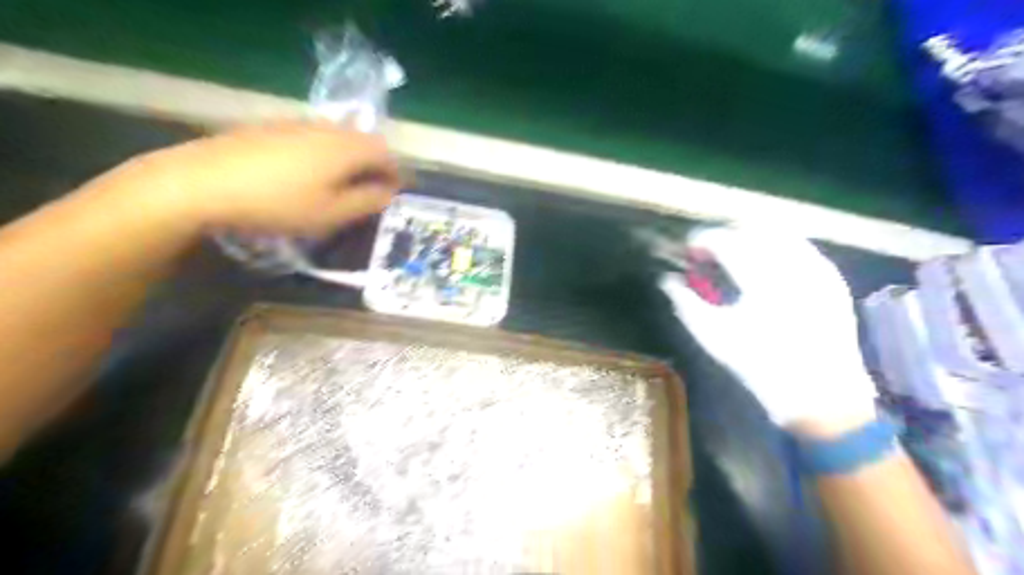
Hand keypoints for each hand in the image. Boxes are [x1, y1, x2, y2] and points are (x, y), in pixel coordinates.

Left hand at [110, 118, 400, 235]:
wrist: (201, 183)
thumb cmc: (278, 204)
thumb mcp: (332, 213)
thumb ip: (368, 202)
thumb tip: (389, 192)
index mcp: (346, 147)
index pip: (386, 153)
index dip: (395, 174)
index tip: (394, 195)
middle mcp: (326, 128)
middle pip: (363, 141)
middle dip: (373, 166)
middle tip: (370, 193)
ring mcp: (295, 124)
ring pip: (337, 138)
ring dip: (348, 160)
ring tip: (339, 186)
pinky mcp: (270, 127)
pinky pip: (311, 138)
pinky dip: (322, 155)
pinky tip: (305, 175)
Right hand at [661, 228, 874, 429]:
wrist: (822, 396)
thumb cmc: (761, 366)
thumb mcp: (714, 337)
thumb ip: (685, 304)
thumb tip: (668, 280)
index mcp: (761, 278)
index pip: (725, 241)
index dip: (702, 240)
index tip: (689, 250)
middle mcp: (793, 264)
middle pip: (752, 230)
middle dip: (725, 235)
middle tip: (708, 253)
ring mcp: (818, 269)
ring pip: (779, 233)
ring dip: (751, 237)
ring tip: (735, 255)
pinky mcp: (833, 279)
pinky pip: (801, 247)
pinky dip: (777, 247)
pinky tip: (765, 264)